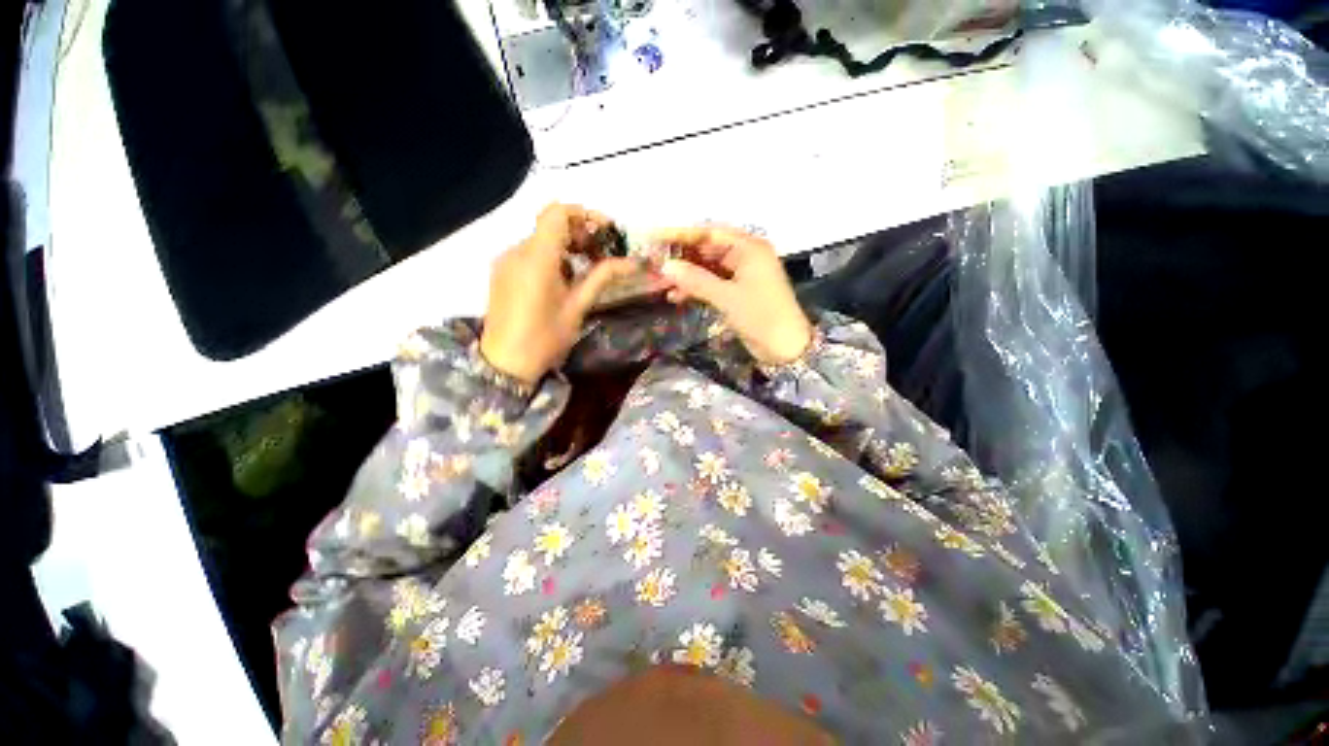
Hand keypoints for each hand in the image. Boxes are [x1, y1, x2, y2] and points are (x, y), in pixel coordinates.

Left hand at [480, 204, 637, 384]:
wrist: (506, 363)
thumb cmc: (546, 338)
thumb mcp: (578, 306)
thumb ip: (602, 277)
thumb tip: (633, 262)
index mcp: (537, 258)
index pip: (558, 213)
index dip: (584, 214)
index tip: (605, 232)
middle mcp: (517, 251)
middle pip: (550, 224)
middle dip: (579, 232)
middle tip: (600, 254)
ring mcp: (506, 261)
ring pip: (540, 238)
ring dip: (566, 245)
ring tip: (585, 270)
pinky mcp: (502, 272)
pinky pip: (529, 252)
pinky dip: (551, 256)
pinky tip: (563, 280)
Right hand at [653, 226, 812, 364]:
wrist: (786, 348)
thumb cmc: (761, 316)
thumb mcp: (727, 297)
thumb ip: (696, 280)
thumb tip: (666, 267)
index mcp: (749, 248)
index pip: (709, 233)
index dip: (681, 235)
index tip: (655, 237)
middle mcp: (745, 256)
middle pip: (707, 249)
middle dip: (681, 257)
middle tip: (654, 262)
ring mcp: (741, 275)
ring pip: (707, 268)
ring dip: (686, 275)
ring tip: (660, 283)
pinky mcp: (737, 292)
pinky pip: (711, 284)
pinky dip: (695, 289)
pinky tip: (675, 296)